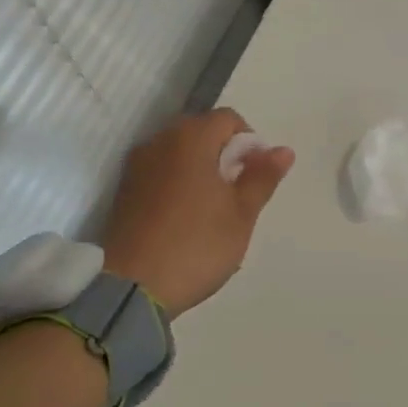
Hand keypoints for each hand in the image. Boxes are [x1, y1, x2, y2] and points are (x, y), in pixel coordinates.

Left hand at [101, 109, 294, 314]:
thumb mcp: (241, 214)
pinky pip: (159, 172)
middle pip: (201, 131)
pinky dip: (176, 183)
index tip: (255, 177)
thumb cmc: (196, 245)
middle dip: (224, 154)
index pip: (228, 119)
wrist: (131, 288)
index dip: (249, 142)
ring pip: (178, 152)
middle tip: (236, 194)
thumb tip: (283, 150)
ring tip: (211, 209)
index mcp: (191, 138)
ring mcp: (137, 165)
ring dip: (199, 168)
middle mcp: (160, 141)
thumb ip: (262, 177)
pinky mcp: (124, 190)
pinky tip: (184, 218)